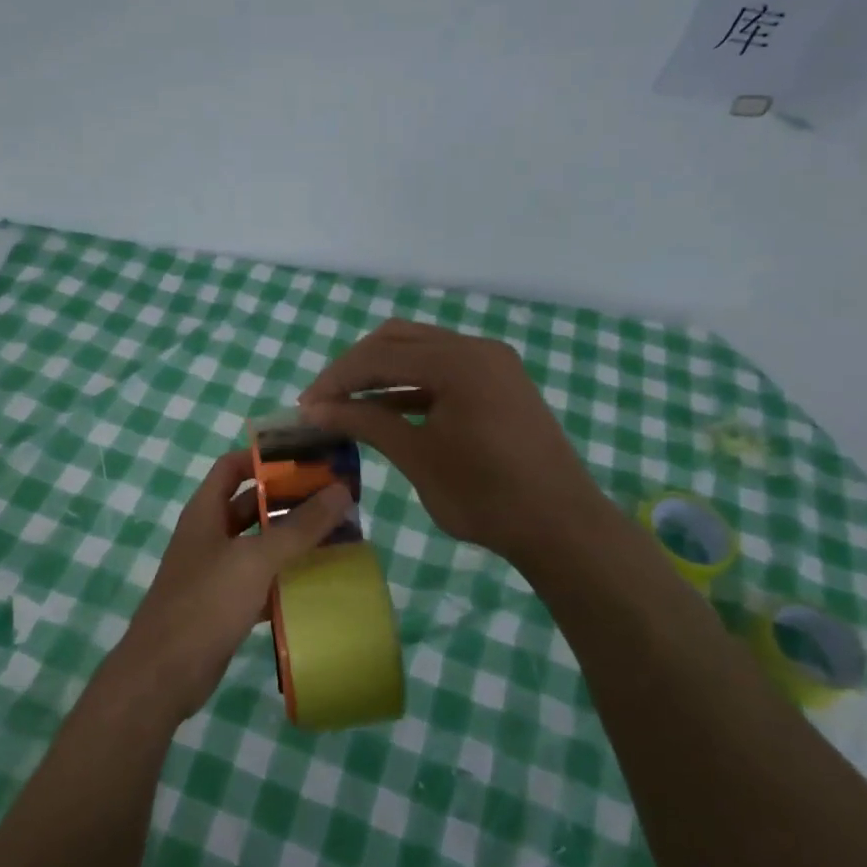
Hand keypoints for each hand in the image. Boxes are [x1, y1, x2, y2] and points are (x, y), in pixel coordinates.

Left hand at [103, 450, 351, 724]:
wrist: (164, 674)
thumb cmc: (205, 603)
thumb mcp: (255, 559)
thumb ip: (299, 527)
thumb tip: (340, 490)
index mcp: (205, 512)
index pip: (233, 466)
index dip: (265, 457)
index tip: (306, 457)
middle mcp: (209, 535)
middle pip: (251, 504)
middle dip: (289, 499)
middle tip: (334, 498)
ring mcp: (216, 571)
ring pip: (259, 545)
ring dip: (292, 540)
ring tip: (337, 535)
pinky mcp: (225, 605)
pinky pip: (261, 581)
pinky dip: (285, 578)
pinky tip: (318, 582)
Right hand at [300, 319, 607, 572]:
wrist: (561, 526)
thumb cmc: (486, 496)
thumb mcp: (417, 457)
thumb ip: (366, 422)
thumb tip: (315, 408)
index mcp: (457, 361)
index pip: (379, 355)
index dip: (336, 379)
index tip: (305, 407)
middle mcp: (476, 348)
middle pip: (398, 339)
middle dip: (355, 367)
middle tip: (324, 401)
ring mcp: (493, 363)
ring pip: (421, 350)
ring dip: (382, 372)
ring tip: (348, 404)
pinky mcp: (500, 382)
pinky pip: (444, 369)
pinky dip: (411, 384)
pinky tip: (387, 409)